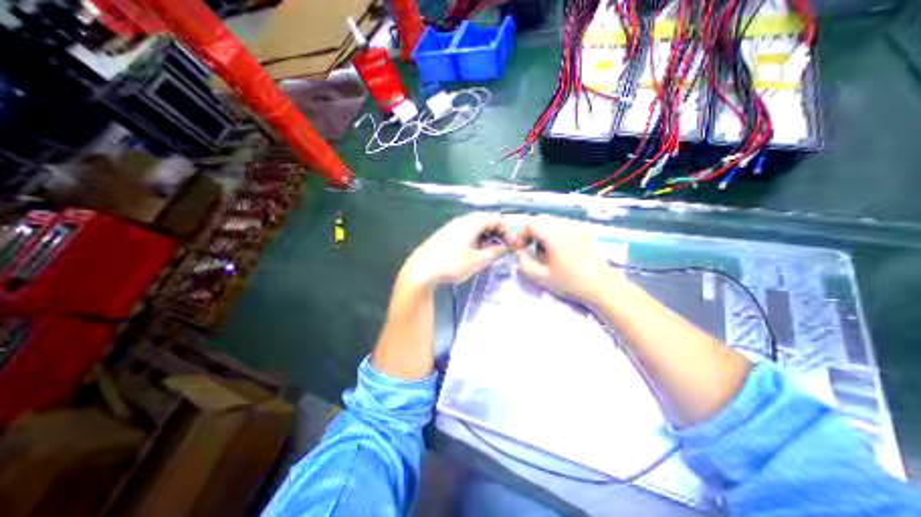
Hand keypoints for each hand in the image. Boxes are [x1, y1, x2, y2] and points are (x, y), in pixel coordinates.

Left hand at [398, 210, 510, 289]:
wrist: (421, 270)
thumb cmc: (451, 264)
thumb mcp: (477, 261)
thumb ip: (495, 252)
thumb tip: (505, 247)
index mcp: (471, 223)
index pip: (495, 218)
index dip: (506, 230)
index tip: (511, 244)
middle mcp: (461, 221)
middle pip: (485, 221)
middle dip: (497, 233)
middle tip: (502, 248)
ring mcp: (452, 227)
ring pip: (475, 228)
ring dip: (486, 237)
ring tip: (489, 253)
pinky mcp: (445, 235)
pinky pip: (466, 233)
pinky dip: (475, 240)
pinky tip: (474, 253)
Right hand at [516, 215, 622, 306]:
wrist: (602, 287)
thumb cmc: (570, 282)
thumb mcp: (541, 277)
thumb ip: (523, 263)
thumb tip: (518, 252)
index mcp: (554, 235)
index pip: (530, 224)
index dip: (521, 235)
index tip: (520, 249)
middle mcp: (565, 227)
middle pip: (540, 220)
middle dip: (530, 233)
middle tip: (529, 249)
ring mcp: (576, 228)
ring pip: (551, 222)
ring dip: (541, 233)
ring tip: (544, 253)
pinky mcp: (583, 233)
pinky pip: (562, 227)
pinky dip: (553, 234)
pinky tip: (558, 251)